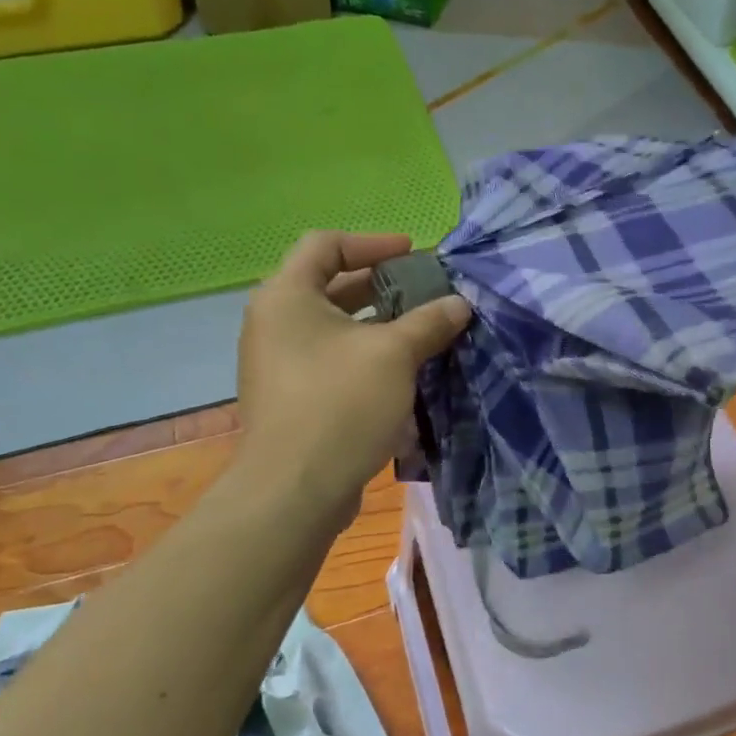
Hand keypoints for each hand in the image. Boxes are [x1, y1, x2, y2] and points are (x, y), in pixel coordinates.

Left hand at [235, 232, 469, 530]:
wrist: (294, 492)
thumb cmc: (340, 405)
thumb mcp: (393, 355)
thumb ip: (429, 322)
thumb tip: (459, 304)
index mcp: (287, 297)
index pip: (326, 244)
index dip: (372, 243)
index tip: (413, 253)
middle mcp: (275, 323)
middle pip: (332, 286)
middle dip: (383, 287)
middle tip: (427, 293)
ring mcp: (280, 364)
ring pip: (336, 329)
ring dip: (380, 326)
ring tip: (425, 332)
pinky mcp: (293, 399)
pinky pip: (333, 362)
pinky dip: (367, 358)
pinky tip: (406, 374)